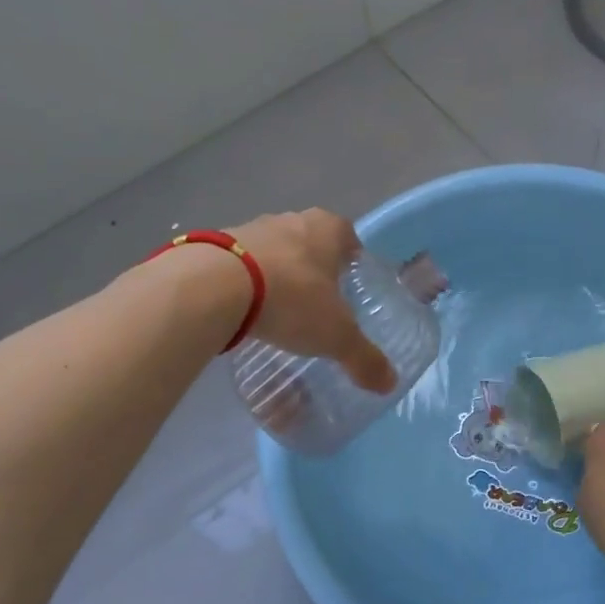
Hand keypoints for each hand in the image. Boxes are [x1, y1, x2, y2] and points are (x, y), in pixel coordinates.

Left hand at [228, 210, 396, 393]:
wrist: (214, 286)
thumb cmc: (291, 299)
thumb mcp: (335, 336)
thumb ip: (363, 358)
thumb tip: (390, 383)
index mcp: (328, 229)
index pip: (348, 237)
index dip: (351, 259)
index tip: (349, 283)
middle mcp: (292, 220)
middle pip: (310, 241)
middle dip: (314, 268)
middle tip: (316, 302)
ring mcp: (252, 228)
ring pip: (274, 251)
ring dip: (277, 274)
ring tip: (278, 310)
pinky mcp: (217, 245)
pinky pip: (240, 264)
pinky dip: (245, 282)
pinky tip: (244, 310)